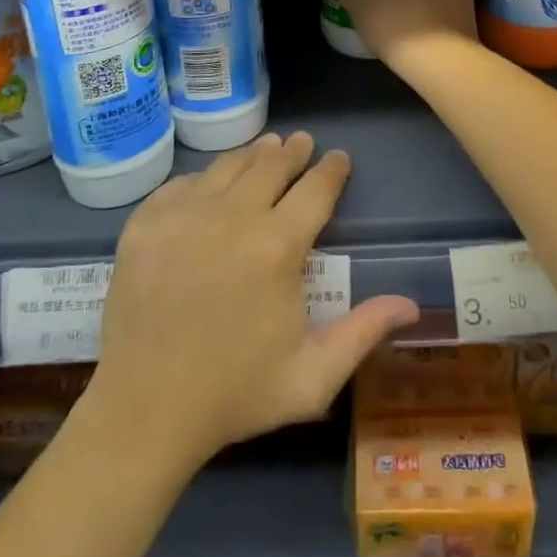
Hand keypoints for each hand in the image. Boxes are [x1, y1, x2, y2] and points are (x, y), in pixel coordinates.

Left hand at [96, 132, 418, 465]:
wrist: (143, 412)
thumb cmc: (235, 394)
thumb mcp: (311, 376)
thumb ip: (363, 332)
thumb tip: (412, 304)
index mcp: (277, 246)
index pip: (316, 188)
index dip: (332, 169)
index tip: (339, 158)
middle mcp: (232, 215)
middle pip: (271, 164)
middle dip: (293, 151)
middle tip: (301, 143)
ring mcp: (184, 214)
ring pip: (228, 165)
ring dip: (253, 155)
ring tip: (265, 149)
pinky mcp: (146, 222)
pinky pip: (184, 183)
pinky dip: (205, 179)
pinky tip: (213, 184)